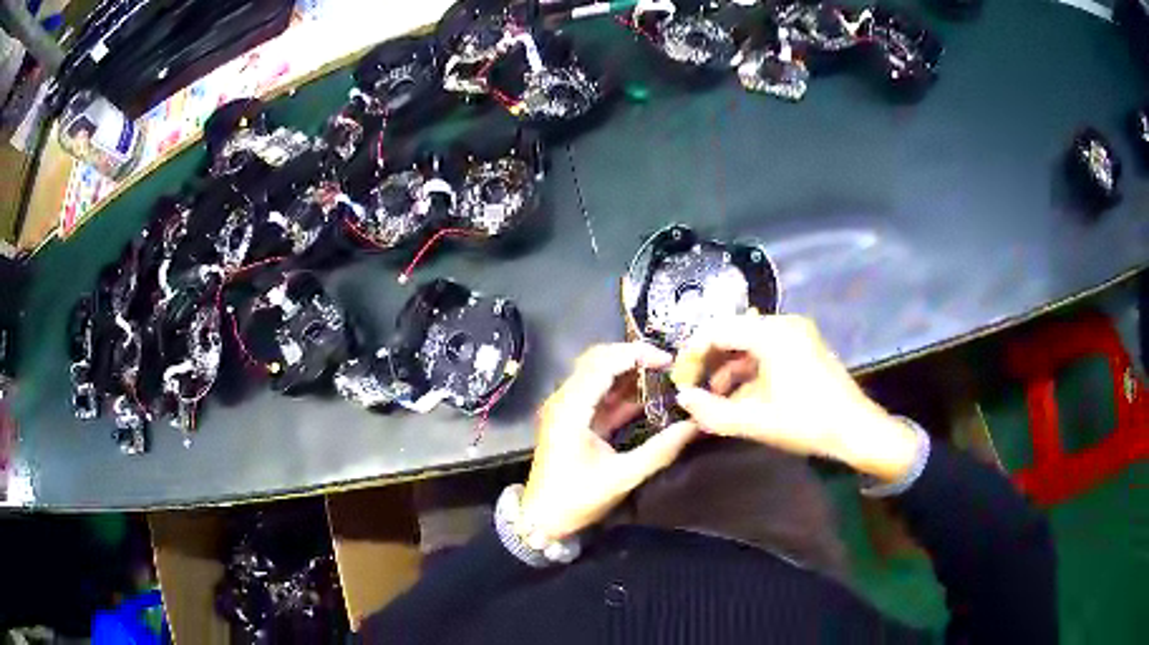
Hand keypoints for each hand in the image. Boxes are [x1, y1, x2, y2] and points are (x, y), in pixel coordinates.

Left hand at [520, 343, 698, 543]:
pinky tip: (648, 396)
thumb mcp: (623, 477)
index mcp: (571, 408)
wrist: (541, 520)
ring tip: (663, 376)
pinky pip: (598, 394)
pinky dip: (621, 391)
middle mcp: (564, 399)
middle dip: (633, 357)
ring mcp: (566, 408)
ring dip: (628, 371)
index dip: (637, 354)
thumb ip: (660, 450)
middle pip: (598, 360)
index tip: (669, 361)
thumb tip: (696, 424)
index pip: (603, 363)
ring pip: (598, 374)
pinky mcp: (571, 419)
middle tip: (668, 365)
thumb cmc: (577, 499)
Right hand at [670, 314, 919, 482]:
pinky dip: (748, 369)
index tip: (679, 382)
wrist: (856, 430)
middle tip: (692, 388)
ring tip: (712, 397)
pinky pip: (765, 350)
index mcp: (771, 333)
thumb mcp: (755, 421)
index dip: (692, 355)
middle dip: (708, 361)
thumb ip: (712, 411)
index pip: (716, 330)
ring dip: (727, 367)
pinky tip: (738, 395)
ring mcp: (796, 334)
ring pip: (748, 342)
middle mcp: (783, 323)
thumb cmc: (806, 423)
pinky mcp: (804, 347)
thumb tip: (682, 400)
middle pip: (732, 333)